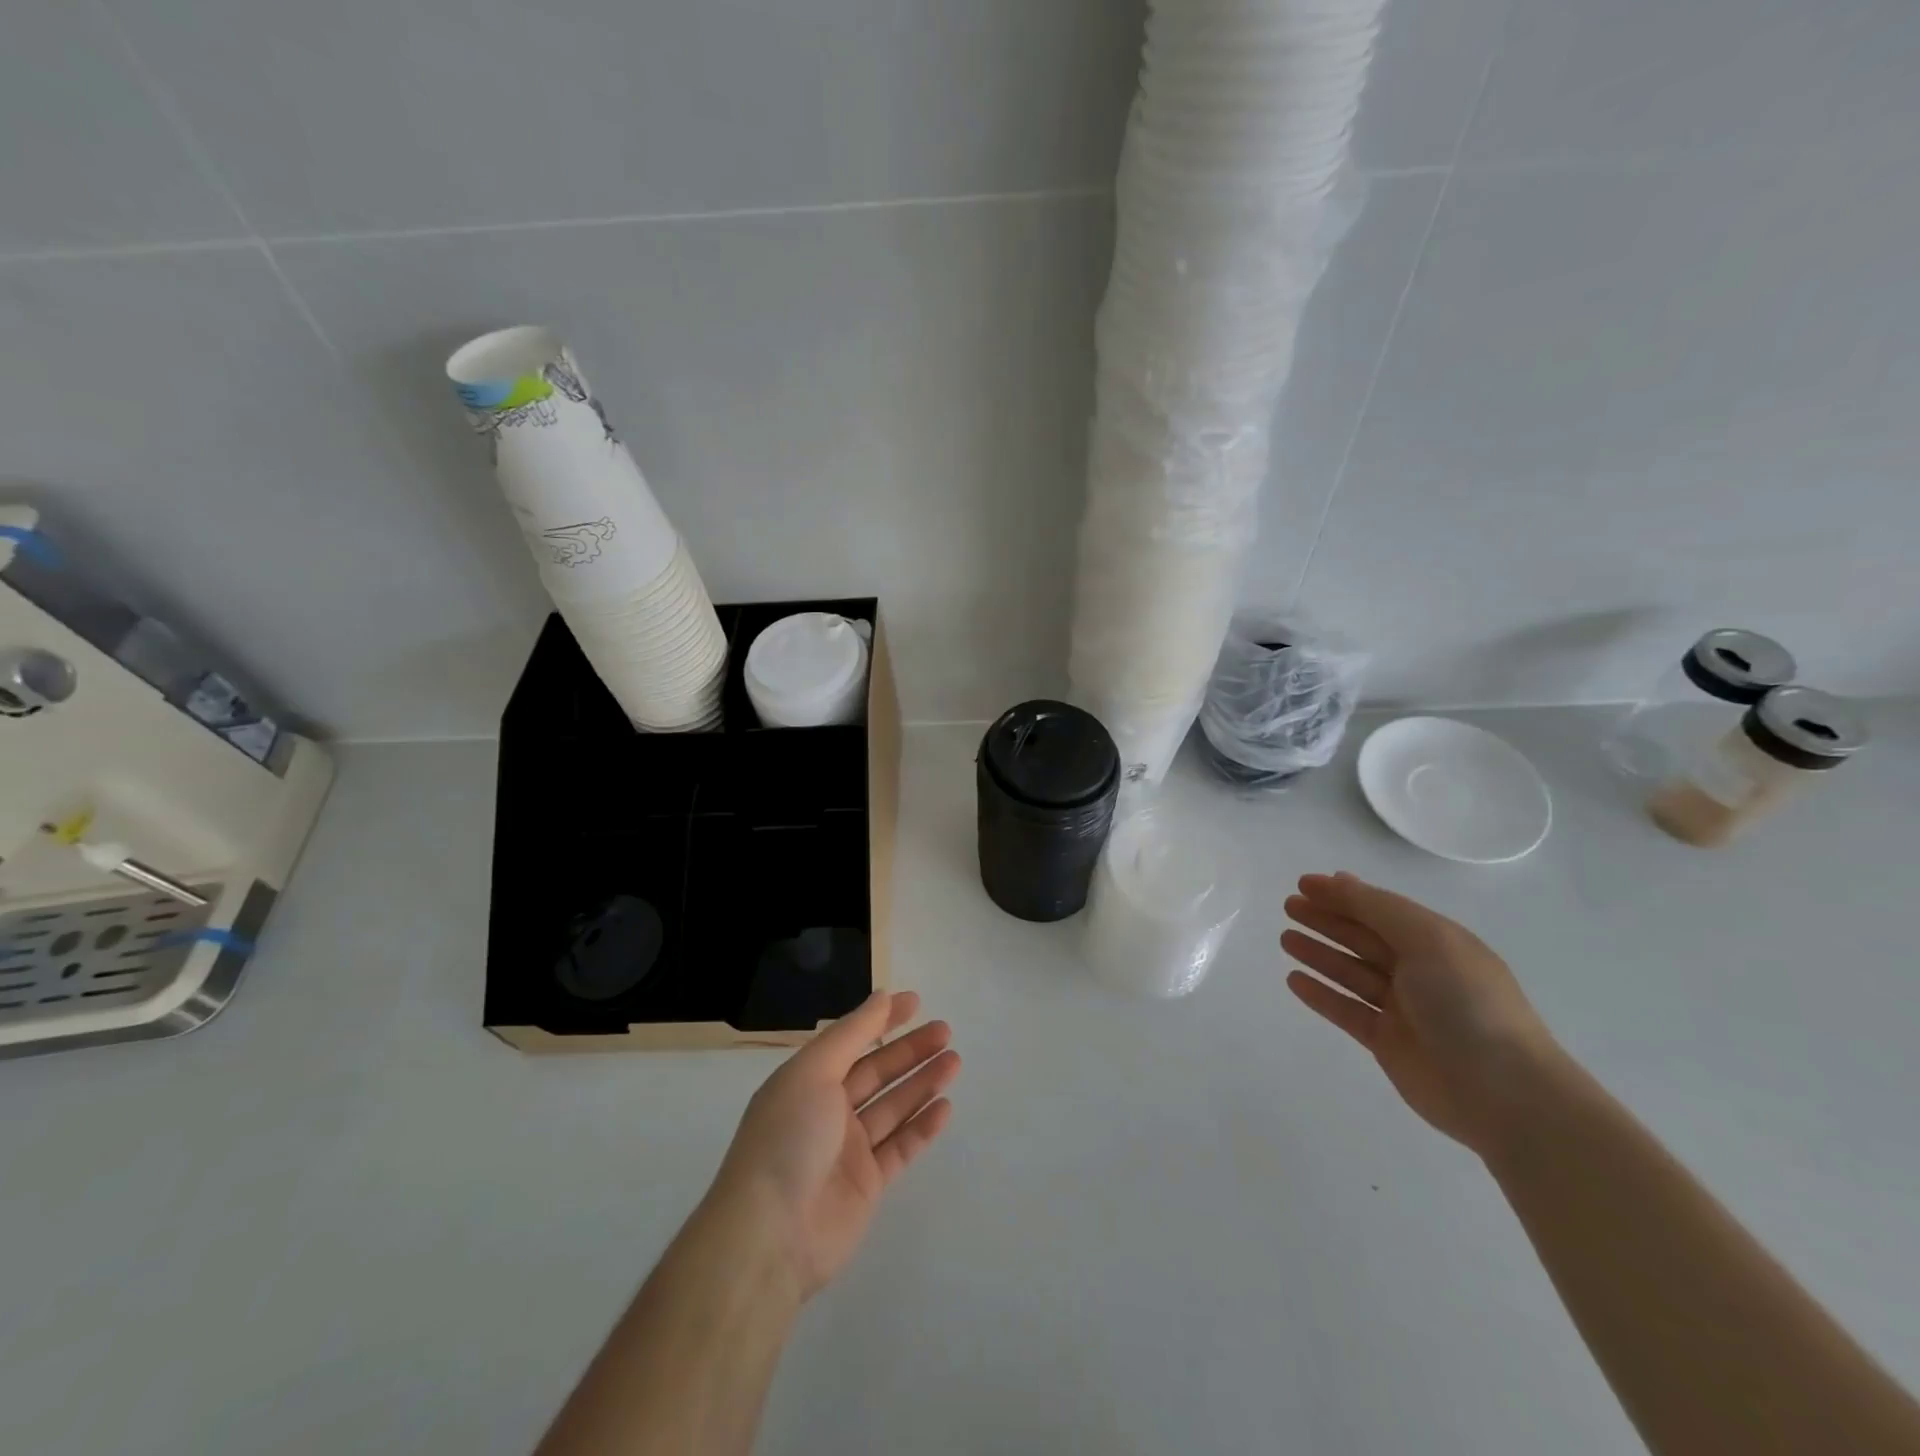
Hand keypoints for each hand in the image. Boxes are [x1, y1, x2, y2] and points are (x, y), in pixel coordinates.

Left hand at [711, 991, 958, 1299]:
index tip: (916, 1001)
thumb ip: (851, 1034)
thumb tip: (882, 996)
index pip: (851, 1040)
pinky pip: (900, 1147)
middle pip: (876, 1072)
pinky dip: (922, 1127)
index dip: (882, 1019)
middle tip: (945, 1031)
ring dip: (922, 1082)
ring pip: (893, 1107)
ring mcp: (848, 1150)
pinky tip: (946, 1107)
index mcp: (807, 1080)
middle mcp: (827, 1110)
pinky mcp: (867, 1185)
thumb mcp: (813, 1072)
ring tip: (954, 1061)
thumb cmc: (788, 1138)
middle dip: (910, 1050)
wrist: (771, 1235)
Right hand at [1282, 873, 1559, 1155]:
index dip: (1343, 895)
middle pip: (1363, 938)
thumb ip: (1377, 908)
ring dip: (1319, 953)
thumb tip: (1337, 880)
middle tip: (1289, 907)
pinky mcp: (1388, 1042)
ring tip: (1284, 938)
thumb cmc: (1467, 1003)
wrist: (1504, 1093)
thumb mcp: (1427, 940)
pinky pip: (1346, 1010)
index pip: (1381, 910)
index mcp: (1438, 943)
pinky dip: (1321, 993)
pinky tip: (1294, 980)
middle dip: (1326, 920)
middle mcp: (1421, 972)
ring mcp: (1404, 1009)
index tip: (1303, 884)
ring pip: (1351, 972)